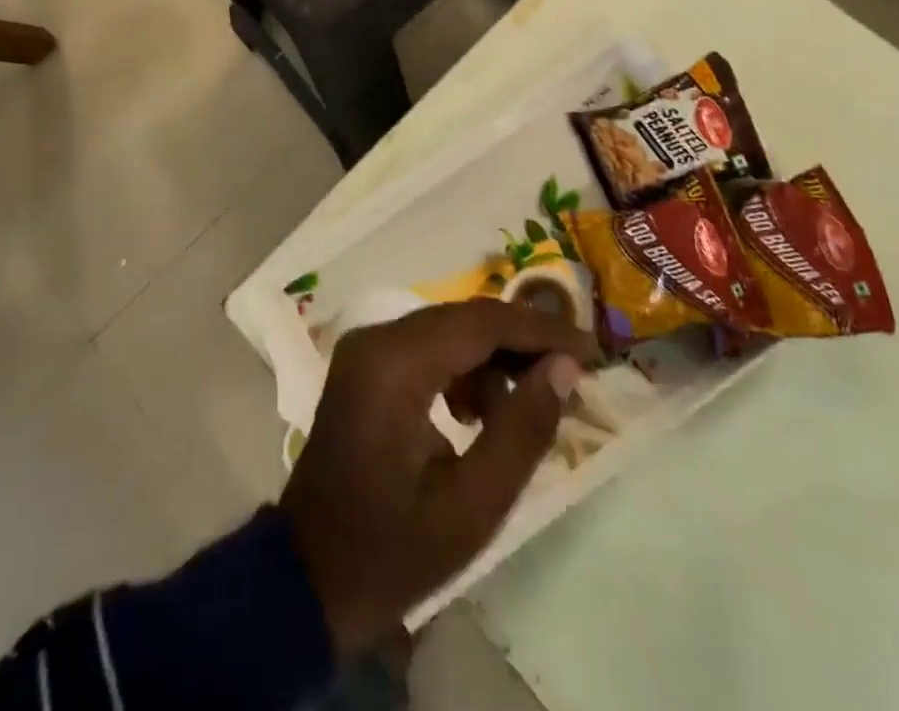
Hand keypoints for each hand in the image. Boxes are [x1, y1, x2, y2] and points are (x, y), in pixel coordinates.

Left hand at [279, 299, 595, 654]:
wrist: (306, 580)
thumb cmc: (392, 551)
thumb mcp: (471, 507)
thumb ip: (523, 430)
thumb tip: (564, 367)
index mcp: (394, 364)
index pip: (482, 323)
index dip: (541, 331)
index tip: (591, 349)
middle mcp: (377, 338)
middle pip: (466, 319)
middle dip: (522, 342)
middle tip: (571, 374)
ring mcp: (367, 348)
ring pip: (450, 330)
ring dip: (493, 360)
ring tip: (522, 412)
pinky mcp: (367, 363)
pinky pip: (428, 346)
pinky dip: (463, 370)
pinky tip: (478, 416)